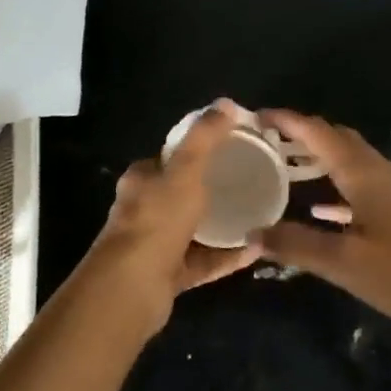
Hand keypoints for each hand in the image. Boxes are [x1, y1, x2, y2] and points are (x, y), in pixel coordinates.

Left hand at [82, 103, 260, 326]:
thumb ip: (205, 139)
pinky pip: (203, 261)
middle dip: (209, 189)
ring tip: (257, 216)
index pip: (167, 159)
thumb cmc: (157, 220)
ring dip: (222, 225)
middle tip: (247, 183)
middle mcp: (143, 211)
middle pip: (179, 194)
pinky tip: (256, 250)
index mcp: (141, 181)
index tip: (228, 148)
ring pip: (192, 231)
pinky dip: (227, 256)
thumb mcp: (185, 171)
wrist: (133, 286)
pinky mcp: (168, 275)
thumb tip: (225, 103)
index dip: (194, 151)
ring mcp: (154, 246)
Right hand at [258, 110, 390, 340]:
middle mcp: (380, 171)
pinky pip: (361, 185)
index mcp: (364, 173)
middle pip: (336, 139)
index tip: (255, 116)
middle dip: (301, 134)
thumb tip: (251, 234)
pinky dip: (336, 186)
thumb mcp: (343, 262)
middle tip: (266, 140)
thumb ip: (295, 245)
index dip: (287, 120)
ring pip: (350, 160)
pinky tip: (318, 208)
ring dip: (318, 158)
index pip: (318, 133)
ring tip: (285, 166)